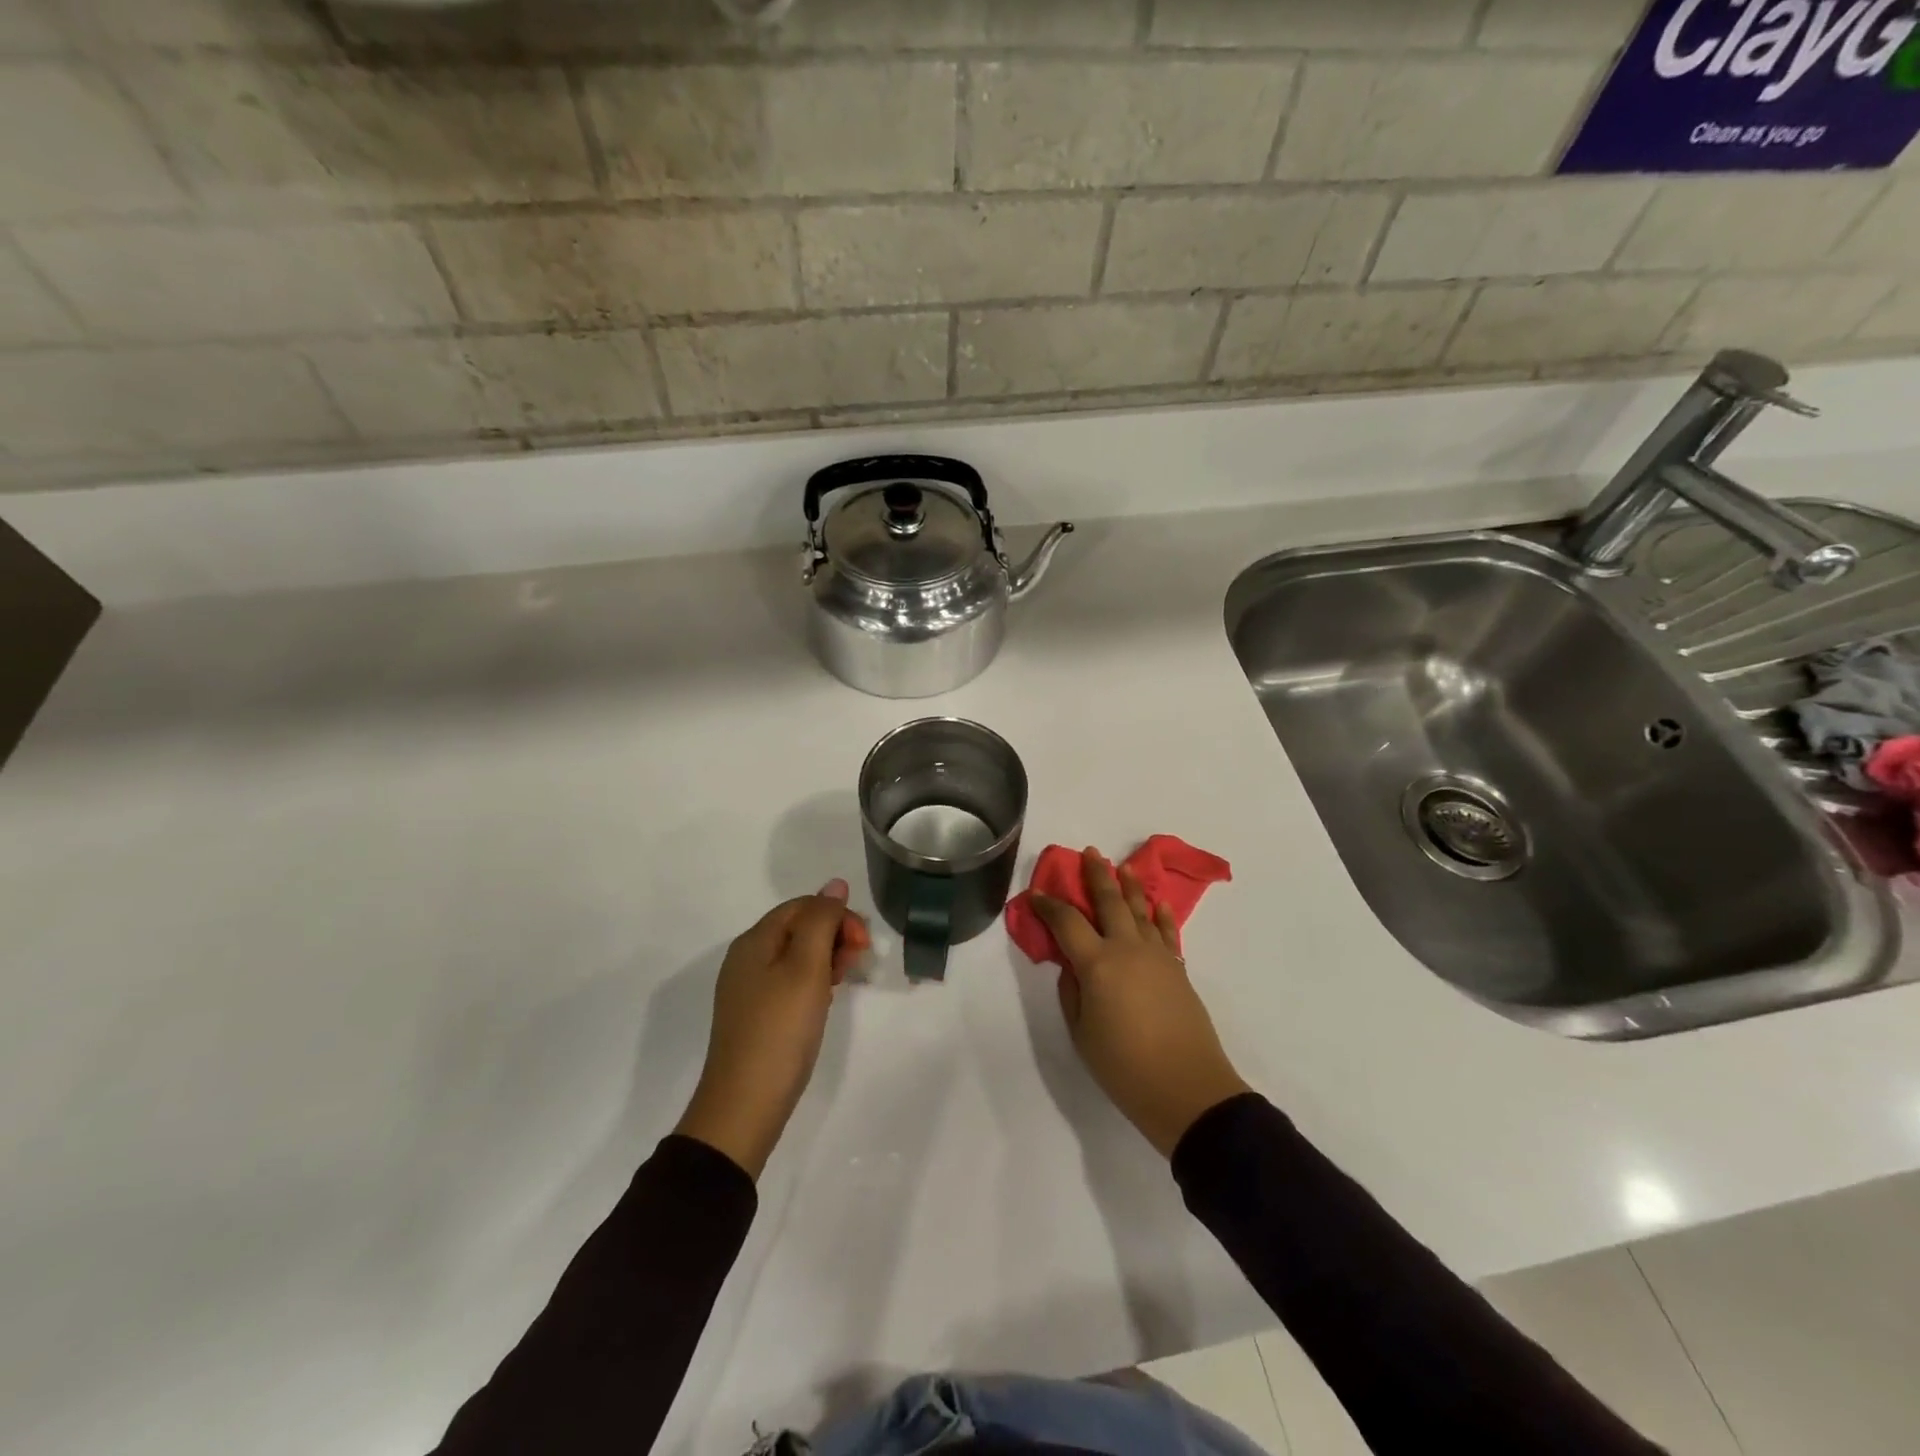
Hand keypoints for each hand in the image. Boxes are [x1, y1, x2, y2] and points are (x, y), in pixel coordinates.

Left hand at [674, 879, 869, 1179]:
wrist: (744, 1106)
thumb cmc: (780, 1030)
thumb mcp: (806, 967)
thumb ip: (822, 921)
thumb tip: (835, 885)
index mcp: (754, 941)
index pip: (802, 906)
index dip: (837, 915)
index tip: (862, 944)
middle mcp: (747, 958)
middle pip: (798, 928)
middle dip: (834, 935)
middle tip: (857, 963)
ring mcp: (749, 989)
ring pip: (796, 956)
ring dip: (827, 958)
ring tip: (845, 980)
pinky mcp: (756, 1016)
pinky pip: (789, 982)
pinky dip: (813, 981)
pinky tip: (825, 1000)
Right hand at [1032, 849, 1250, 1157]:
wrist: (1187, 1089)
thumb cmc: (1124, 1066)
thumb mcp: (1082, 1033)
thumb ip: (1072, 992)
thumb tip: (1073, 965)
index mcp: (1097, 963)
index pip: (1066, 922)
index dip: (1048, 905)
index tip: (1036, 894)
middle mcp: (1127, 948)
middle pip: (1109, 902)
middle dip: (1097, 875)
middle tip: (1089, 853)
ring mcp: (1157, 956)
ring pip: (1141, 911)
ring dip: (1130, 886)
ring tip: (1123, 866)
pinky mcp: (1178, 969)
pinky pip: (1167, 933)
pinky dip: (1161, 915)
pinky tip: (1158, 903)